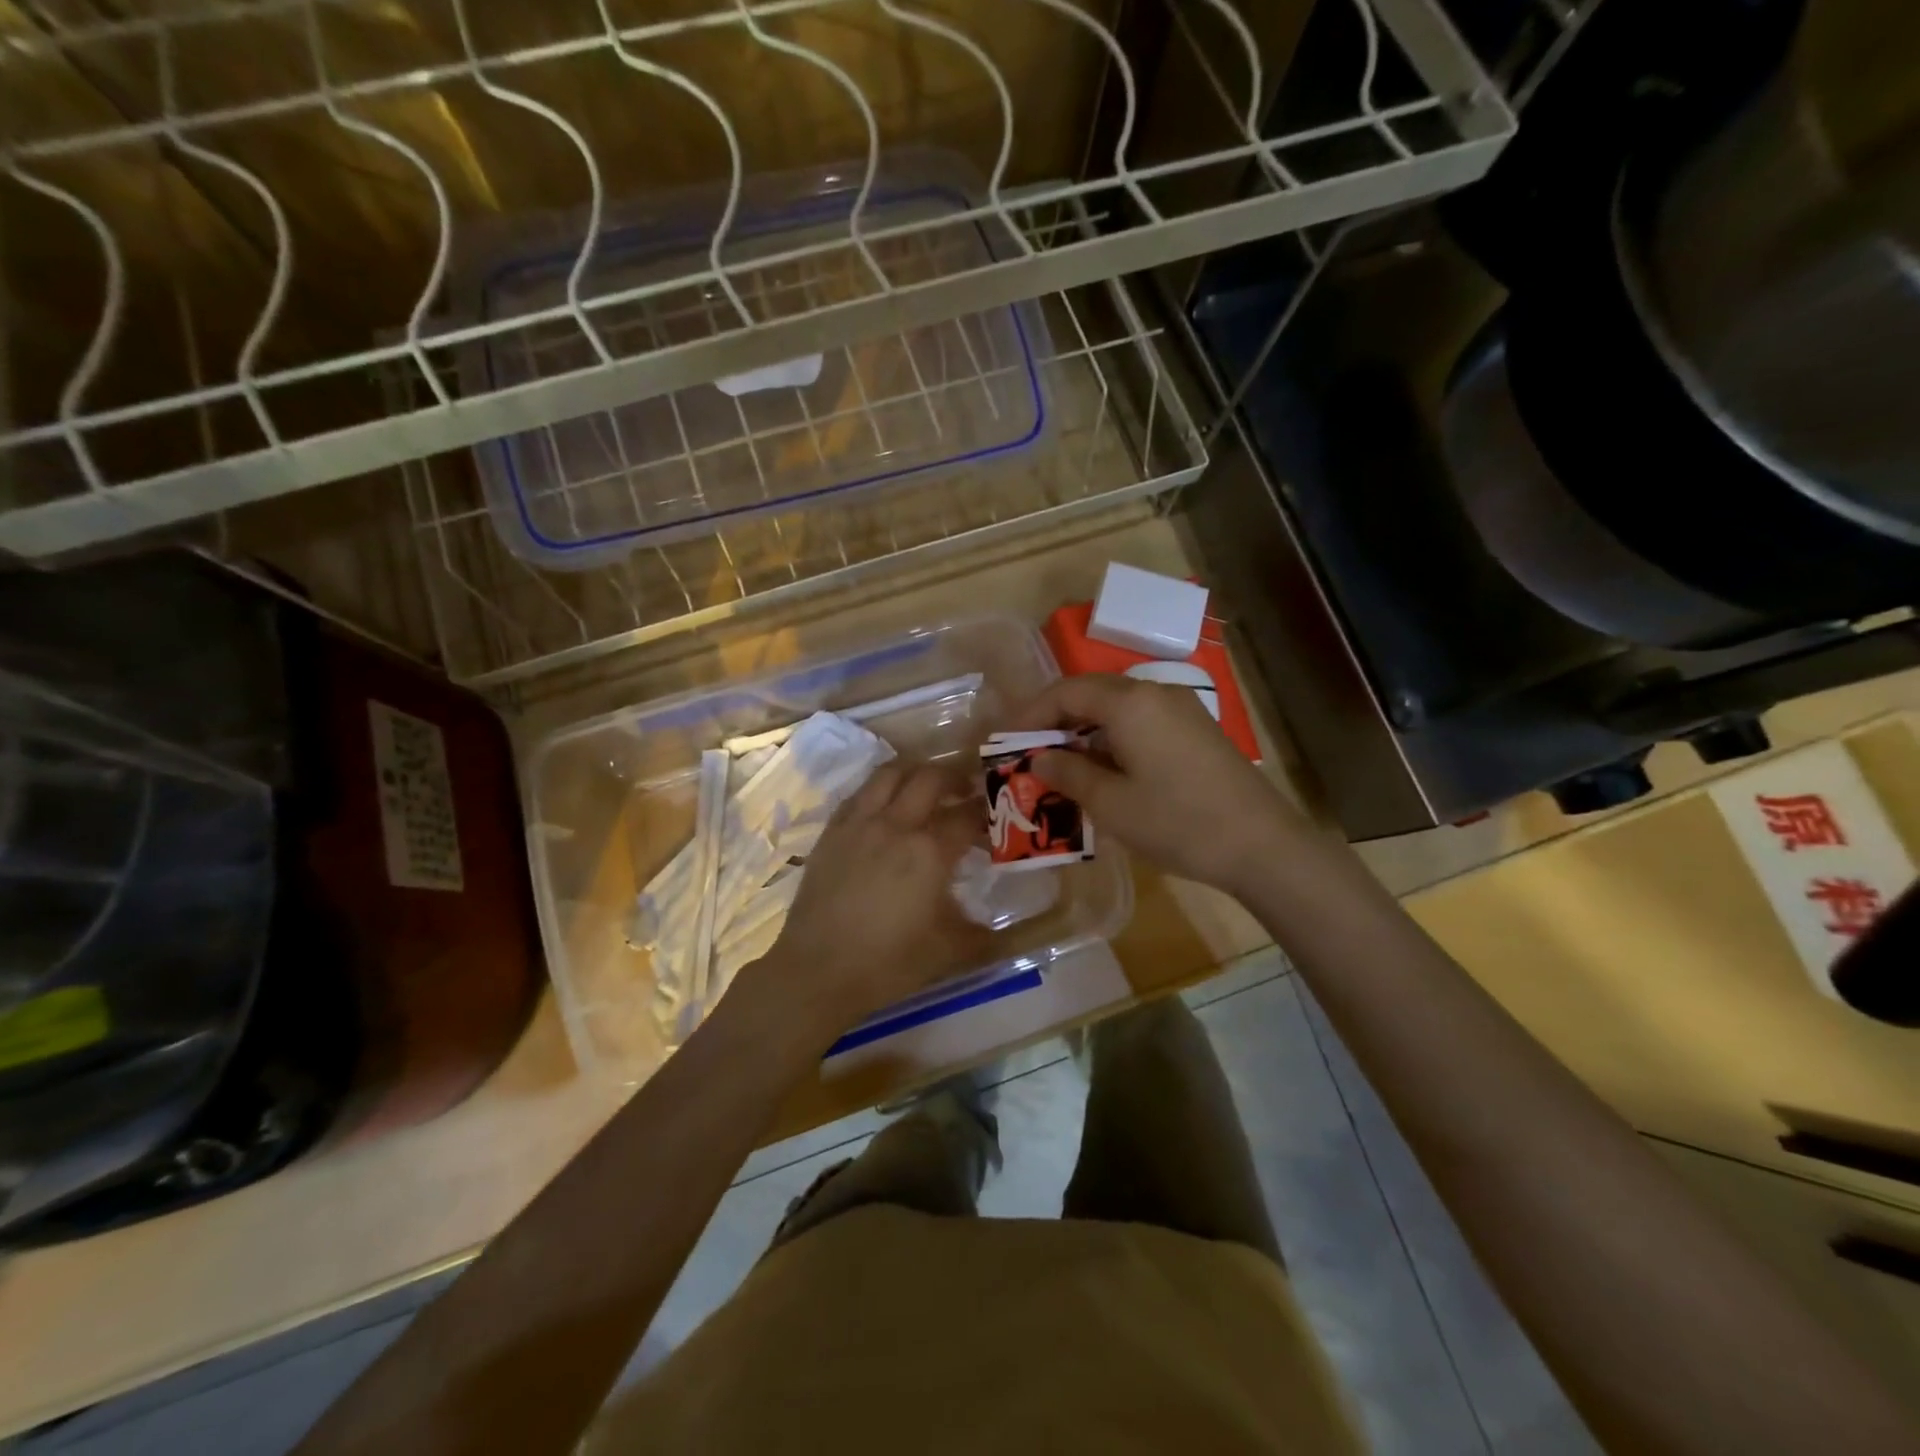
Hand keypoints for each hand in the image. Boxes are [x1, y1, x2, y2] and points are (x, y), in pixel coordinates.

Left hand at [749, 763, 984, 1040]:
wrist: (818, 970)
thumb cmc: (889, 963)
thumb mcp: (949, 952)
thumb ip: (981, 935)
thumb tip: (999, 930)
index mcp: (930, 851)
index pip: (968, 815)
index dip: (986, 811)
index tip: (995, 815)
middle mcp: (896, 825)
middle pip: (931, 777)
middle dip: (955, 777)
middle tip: (965, 789)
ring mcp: (860, 823)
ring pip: (890, 772)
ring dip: (915, 771)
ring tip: (925, 785)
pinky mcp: (832, 831)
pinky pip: (859, 793)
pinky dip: (880, 788)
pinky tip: (885, 805)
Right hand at [1010, 674, 1302, 893]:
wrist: (1263, 844)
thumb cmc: (1178, 822)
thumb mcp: (1111, 804)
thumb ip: (1068, 774)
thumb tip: (1039, 759)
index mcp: (1130, 702)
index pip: (1065, 692)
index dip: (1030, 714)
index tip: (1005, 741)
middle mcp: (1155, 693)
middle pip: (1091, 693)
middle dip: (1055, 720)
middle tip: (1029, 752)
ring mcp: (1181, 709)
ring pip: (1117, 707)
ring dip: (1083, 730)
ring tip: (1060, 764)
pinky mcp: (1196, 729)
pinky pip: (1140, 721)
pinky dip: (1112, 737)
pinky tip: (1104, 769)